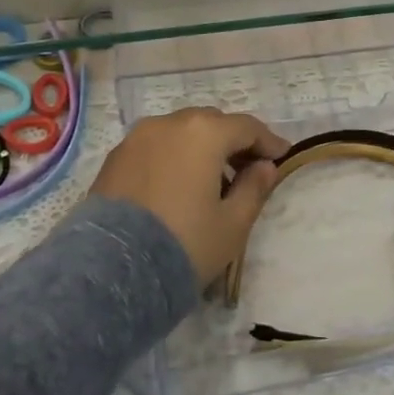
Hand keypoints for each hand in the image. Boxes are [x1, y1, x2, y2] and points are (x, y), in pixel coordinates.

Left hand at [91, 107, 287, 284]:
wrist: (111, 271)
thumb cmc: (184, 243)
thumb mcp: (232, 223)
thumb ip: (254, 188)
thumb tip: (264, 167)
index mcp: (204, 132)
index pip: (247, 127)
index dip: (269, 142)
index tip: (283, 157)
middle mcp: (169, 123)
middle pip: (212, 122)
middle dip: (233, 141)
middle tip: (247, 168)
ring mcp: (137, 138)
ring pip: (181, 132)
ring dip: (201, 147)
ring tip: (210, 179)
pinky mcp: (115, 158)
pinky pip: (155, 146)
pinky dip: (173, 156)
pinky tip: (177, 185)